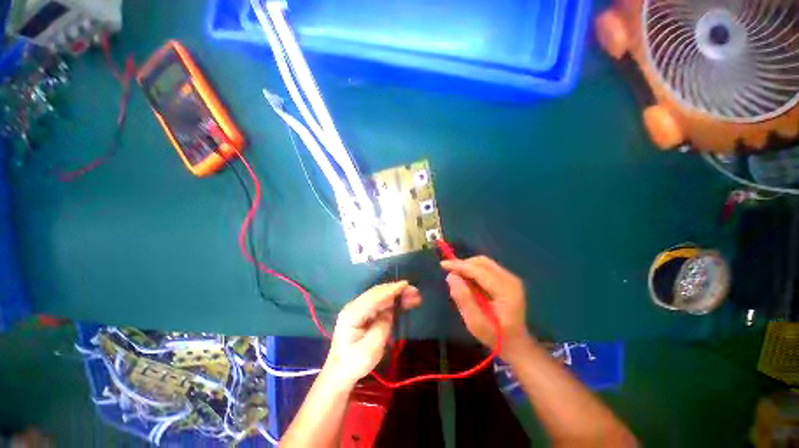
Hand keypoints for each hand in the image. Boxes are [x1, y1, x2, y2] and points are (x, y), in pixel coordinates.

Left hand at [324, 281, 421, 385]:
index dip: (390, 290)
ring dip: (396, 294)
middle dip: (396, 290)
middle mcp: (354, 306)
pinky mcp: (364, 313)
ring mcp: (359, 308)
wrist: (340, 372)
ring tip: (413, 296)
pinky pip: (380, 302)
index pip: (374, 297)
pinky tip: (403, 301)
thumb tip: (389, 312)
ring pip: (380, 296)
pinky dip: (393, 300)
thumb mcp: (371, 349)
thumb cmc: (354, 363)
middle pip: (378, 293)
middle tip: (414, 292)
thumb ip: (382, 326)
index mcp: (352, 314)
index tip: (406, 285)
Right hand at [441, 256, 530, 356]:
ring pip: (484, 263)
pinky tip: (469, 282)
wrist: (516, 343)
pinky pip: (487, 268)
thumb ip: (463, 299)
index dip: (460, 266)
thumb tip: (451, 276)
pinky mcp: (507, 279)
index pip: (479, 270)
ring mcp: (511, 278)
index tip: (443, 265)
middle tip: (450, 275)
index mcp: (506, 291)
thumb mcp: (475, 323)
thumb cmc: (495, 336)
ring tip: (458, 280)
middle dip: (463, 265)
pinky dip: (474, 271)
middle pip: (482, 263)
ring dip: (468, 267)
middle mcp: (511, 280)